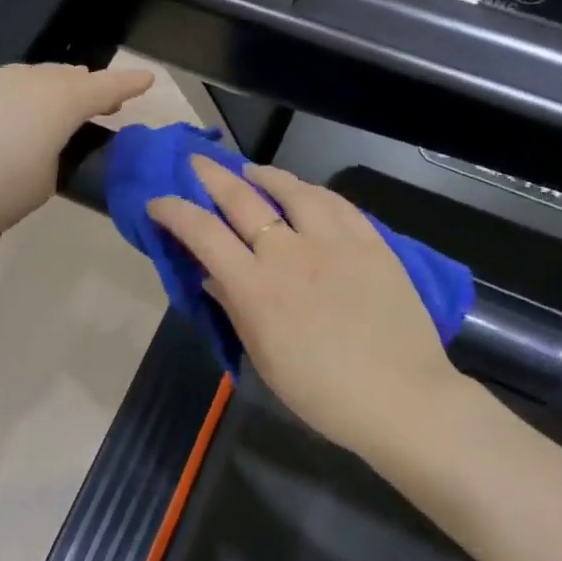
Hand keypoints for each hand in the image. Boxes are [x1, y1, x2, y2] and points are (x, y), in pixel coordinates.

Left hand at [0, 63, 154, 237]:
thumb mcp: (43, 185)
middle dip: (88, 87)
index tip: (148, 78)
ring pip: (33, 78)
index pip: (106, 87)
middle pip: (69, 78)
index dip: (129, 83)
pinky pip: (2, 88)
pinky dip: (16, 100)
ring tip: (55, 107)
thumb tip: (41, 148)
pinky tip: (6, 121)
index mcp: (60, 102)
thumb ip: (53, 160)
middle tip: (101, 101)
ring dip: (51, 90)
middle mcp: (29, 80)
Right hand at [148, 156, 461, 456]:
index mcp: (256, 288)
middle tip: (197, 161)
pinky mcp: (370, 241)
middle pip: (242, 199)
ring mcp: (333, 242)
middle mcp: (289, 253)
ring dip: (264, 174)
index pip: (203, 234)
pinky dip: (312, 191)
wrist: (402, 398)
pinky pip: (336, 203)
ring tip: (250, 170)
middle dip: (212, 175)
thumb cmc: (323, 393)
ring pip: (291, 189)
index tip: (159, 201)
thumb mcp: (265, 357)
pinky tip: (304, 191)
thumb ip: (235, 308)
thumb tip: (211, 275)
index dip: (174, 211)